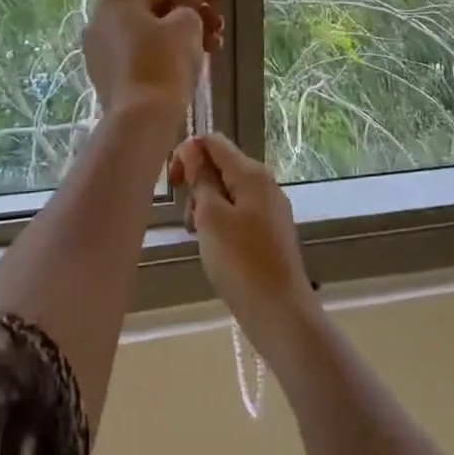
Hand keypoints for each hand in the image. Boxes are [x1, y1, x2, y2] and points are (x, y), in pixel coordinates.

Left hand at [83, 0, 223, 118]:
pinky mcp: (106, 75)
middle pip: (156, 9)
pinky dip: (165, 53)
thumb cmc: (164, 63)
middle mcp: (102, 20)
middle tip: (219, 27)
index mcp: (119, 1)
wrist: (141, 118)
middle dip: (193, 15)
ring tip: (212, 47)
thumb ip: (192, 2)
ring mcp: (100, 50)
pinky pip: (140, 54)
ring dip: (183, 36)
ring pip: (149, 33)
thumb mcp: (187, 25)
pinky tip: (190, 62)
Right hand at [169, 132, 316, 346]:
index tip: (173, 183)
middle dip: (197, 185)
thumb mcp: (211, 216)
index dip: (187, 153)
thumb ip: (201, 178)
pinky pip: (238, 213)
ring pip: (227, 192)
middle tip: (189, 219)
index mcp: (251, 173)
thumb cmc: (240, 261)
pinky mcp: (270, 231)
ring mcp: (270, 208)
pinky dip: (221, 223)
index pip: (213, 142)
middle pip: (221, 166)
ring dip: (206, 208)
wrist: (280, 312)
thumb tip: (192, 148)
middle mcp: (264, 183)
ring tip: (200, 238)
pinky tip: (216, 248)